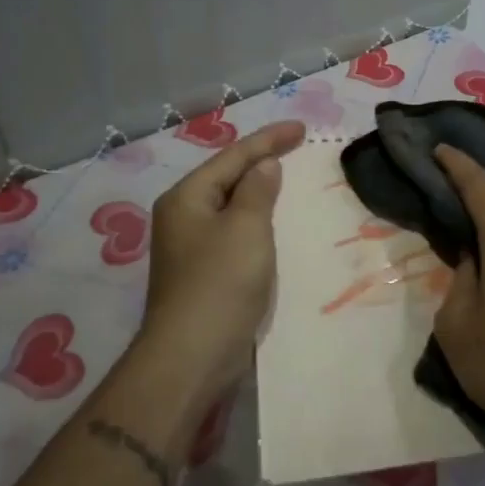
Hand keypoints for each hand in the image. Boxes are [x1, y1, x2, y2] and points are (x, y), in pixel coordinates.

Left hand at [137, 120, 305, 399]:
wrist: (192, 357)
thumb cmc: (220, 283)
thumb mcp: (246, 227)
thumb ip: (257, 190)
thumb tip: (263, 166)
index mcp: (187, 197)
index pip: (233, 156)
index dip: (269, 139)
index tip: (301, 128)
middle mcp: (183, 216)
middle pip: (227, 177)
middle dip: (261, 161)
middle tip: (297, 148)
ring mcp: (191, 247)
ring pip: (231, 206)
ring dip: (260, 192)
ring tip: (290, 178)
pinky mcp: (203, 273)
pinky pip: (235, 232)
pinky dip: (257, 222)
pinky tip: (275, 224)